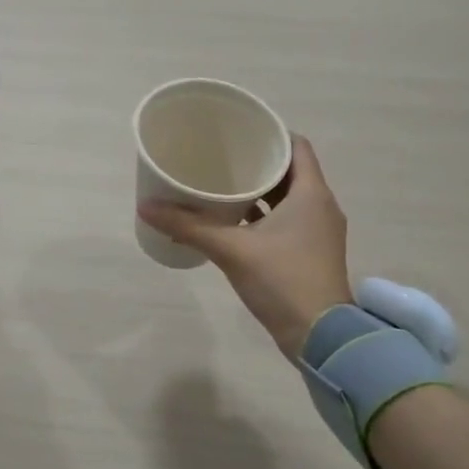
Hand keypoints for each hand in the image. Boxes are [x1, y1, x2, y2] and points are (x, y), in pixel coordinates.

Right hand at [138, 135, 351, 359]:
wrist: (321, 336)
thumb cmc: (282, 280)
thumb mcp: (231, 250)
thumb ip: (188, 226)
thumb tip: (147, 207)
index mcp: (312, 194)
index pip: (297, 146)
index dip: (271, 135)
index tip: (241, 133)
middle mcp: (322, 207)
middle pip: (291, 172)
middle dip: (258, 164)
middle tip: (223, 158)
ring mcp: (320, 233)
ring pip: (290, 200)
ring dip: (261, 193)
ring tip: (224, 188)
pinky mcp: (312, 254)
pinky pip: (289, 223)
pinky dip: (265, 218)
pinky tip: (235, 224)